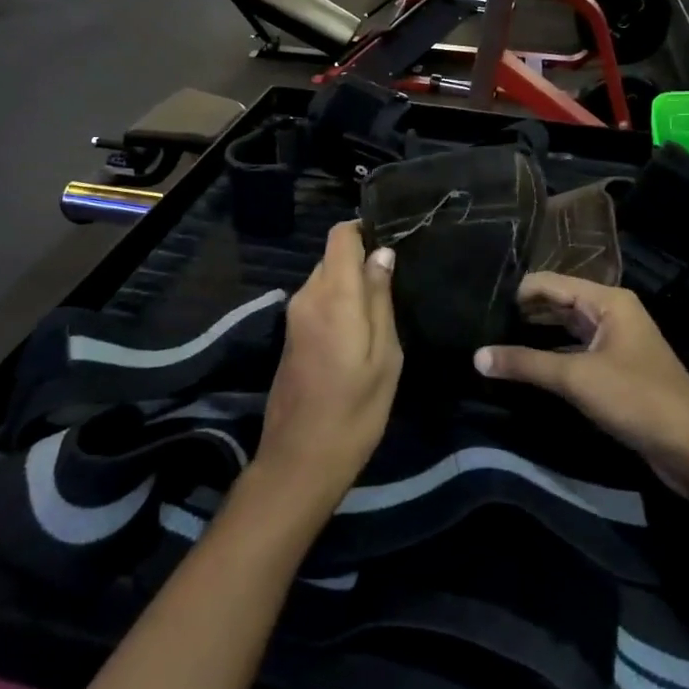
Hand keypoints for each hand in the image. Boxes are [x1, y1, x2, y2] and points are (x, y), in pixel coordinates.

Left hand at [256, 222, 401, 510]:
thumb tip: (382, 255)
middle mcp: (307, 296)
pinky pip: (318, 300)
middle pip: (333, 256)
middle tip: (398, 283)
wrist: (300, 459)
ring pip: (326, 278)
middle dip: (362, 261)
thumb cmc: (355, 410)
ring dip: (351, 285)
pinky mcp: (291, 334)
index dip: (365, 229)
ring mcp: (294, 315)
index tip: (393, 241)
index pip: (340, 235)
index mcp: (333, 295)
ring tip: (385, 306)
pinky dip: (340, 303)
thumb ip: (381, 300)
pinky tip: (361, 329)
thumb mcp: (385, 356)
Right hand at [475, 273, 688, 495]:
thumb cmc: (637, 399)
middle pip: (557, 302)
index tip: (479, 304)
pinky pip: (574, 352)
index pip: (549, 283)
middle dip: (522, 312)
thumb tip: (477, 356)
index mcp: (607, 301)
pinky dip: (550, 355)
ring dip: (534, 334)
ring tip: (493, 341)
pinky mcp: (615, 369)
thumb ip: (525, 364)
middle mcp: (611, 313)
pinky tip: (524, 366)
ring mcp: (615, 341)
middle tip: (480, 323)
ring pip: (565, 329)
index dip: (516, 292)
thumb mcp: (576, 378)